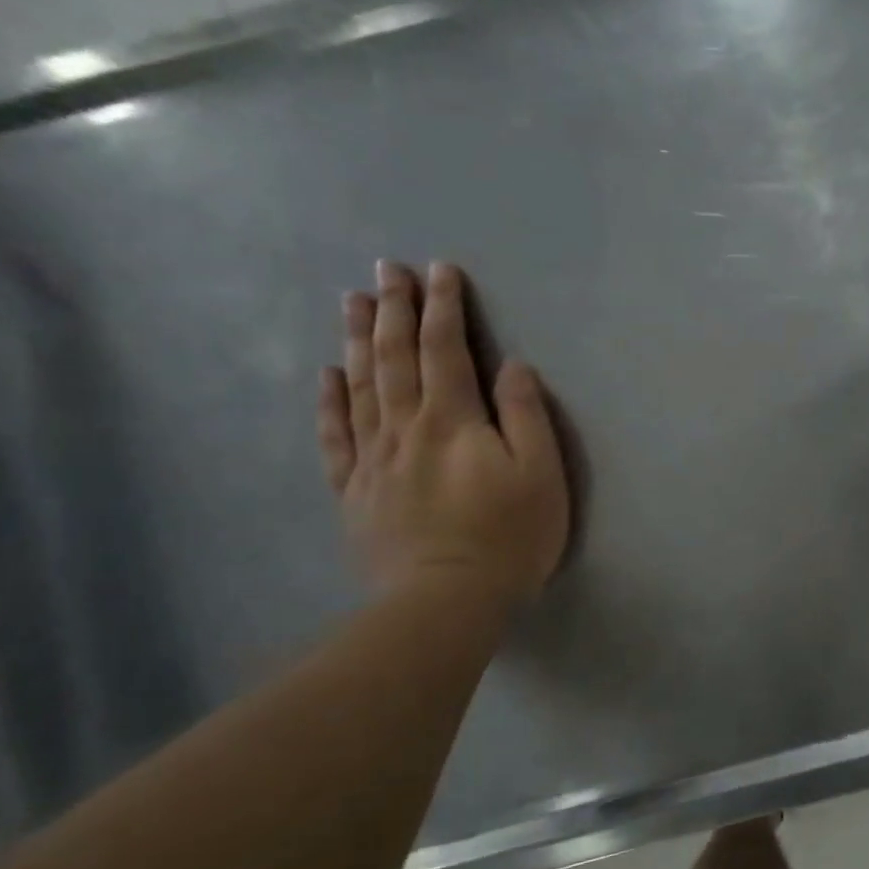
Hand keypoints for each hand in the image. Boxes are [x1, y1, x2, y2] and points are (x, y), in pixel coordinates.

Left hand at [317, 260, 569, 606]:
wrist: (446, 600)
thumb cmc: (509, 536)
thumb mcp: (541, 474)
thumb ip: (526, 415)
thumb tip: (513, 366)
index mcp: (453, 421)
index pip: (446, 350)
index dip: (444, 308)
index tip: (440, 270)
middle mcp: (406, 428)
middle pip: (395, 358)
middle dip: (393, 309)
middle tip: (386, 269)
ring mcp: (374, 459)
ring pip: (360, 386)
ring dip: (356, 340)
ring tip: (352, 301)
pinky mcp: (356, 491)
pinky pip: (336, 436)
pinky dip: (330, 401)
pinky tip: (326, 376)